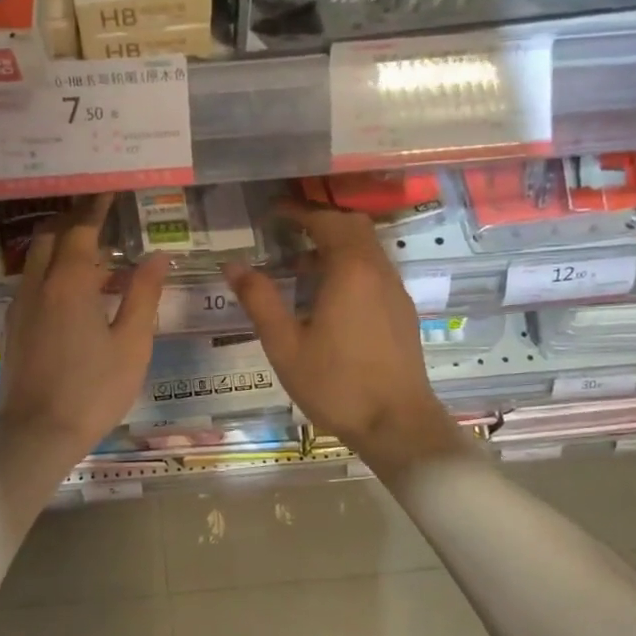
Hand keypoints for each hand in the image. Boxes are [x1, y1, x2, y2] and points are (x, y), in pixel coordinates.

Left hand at [0, 194, 169, 472]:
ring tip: (91, 250)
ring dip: (61, 245)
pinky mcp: (12, 327)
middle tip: (101, 213)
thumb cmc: (93, 391)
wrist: (35, 434)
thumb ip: (144, 295)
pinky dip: (51, 271)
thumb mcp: (132, 345)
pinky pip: (31, 282)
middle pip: (52, 236)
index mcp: (70, 284)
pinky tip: (71, 291)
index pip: (82, 229)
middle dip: (74, 219)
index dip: (97, 206)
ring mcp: (19, 306)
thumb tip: (158, 256)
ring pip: (37, 259)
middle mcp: (38, 285)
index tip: (110, 188)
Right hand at [225, 203, 464, 477]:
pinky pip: (375, 272)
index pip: (325, 221)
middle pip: (352, 227)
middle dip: (320, 222)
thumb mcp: (285, 345)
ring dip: (336, 246)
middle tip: (286, 232)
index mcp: (350, 270)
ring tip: (300, 267)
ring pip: (367, 249)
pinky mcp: (402, 312)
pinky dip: (350, 267)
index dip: (298, 211)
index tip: (272, 212)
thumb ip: (259, 300)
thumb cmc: (335, 384)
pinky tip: (328, 297)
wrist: (397, 424)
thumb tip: (233, 265)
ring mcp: (395, 291)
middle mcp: (378, 271)